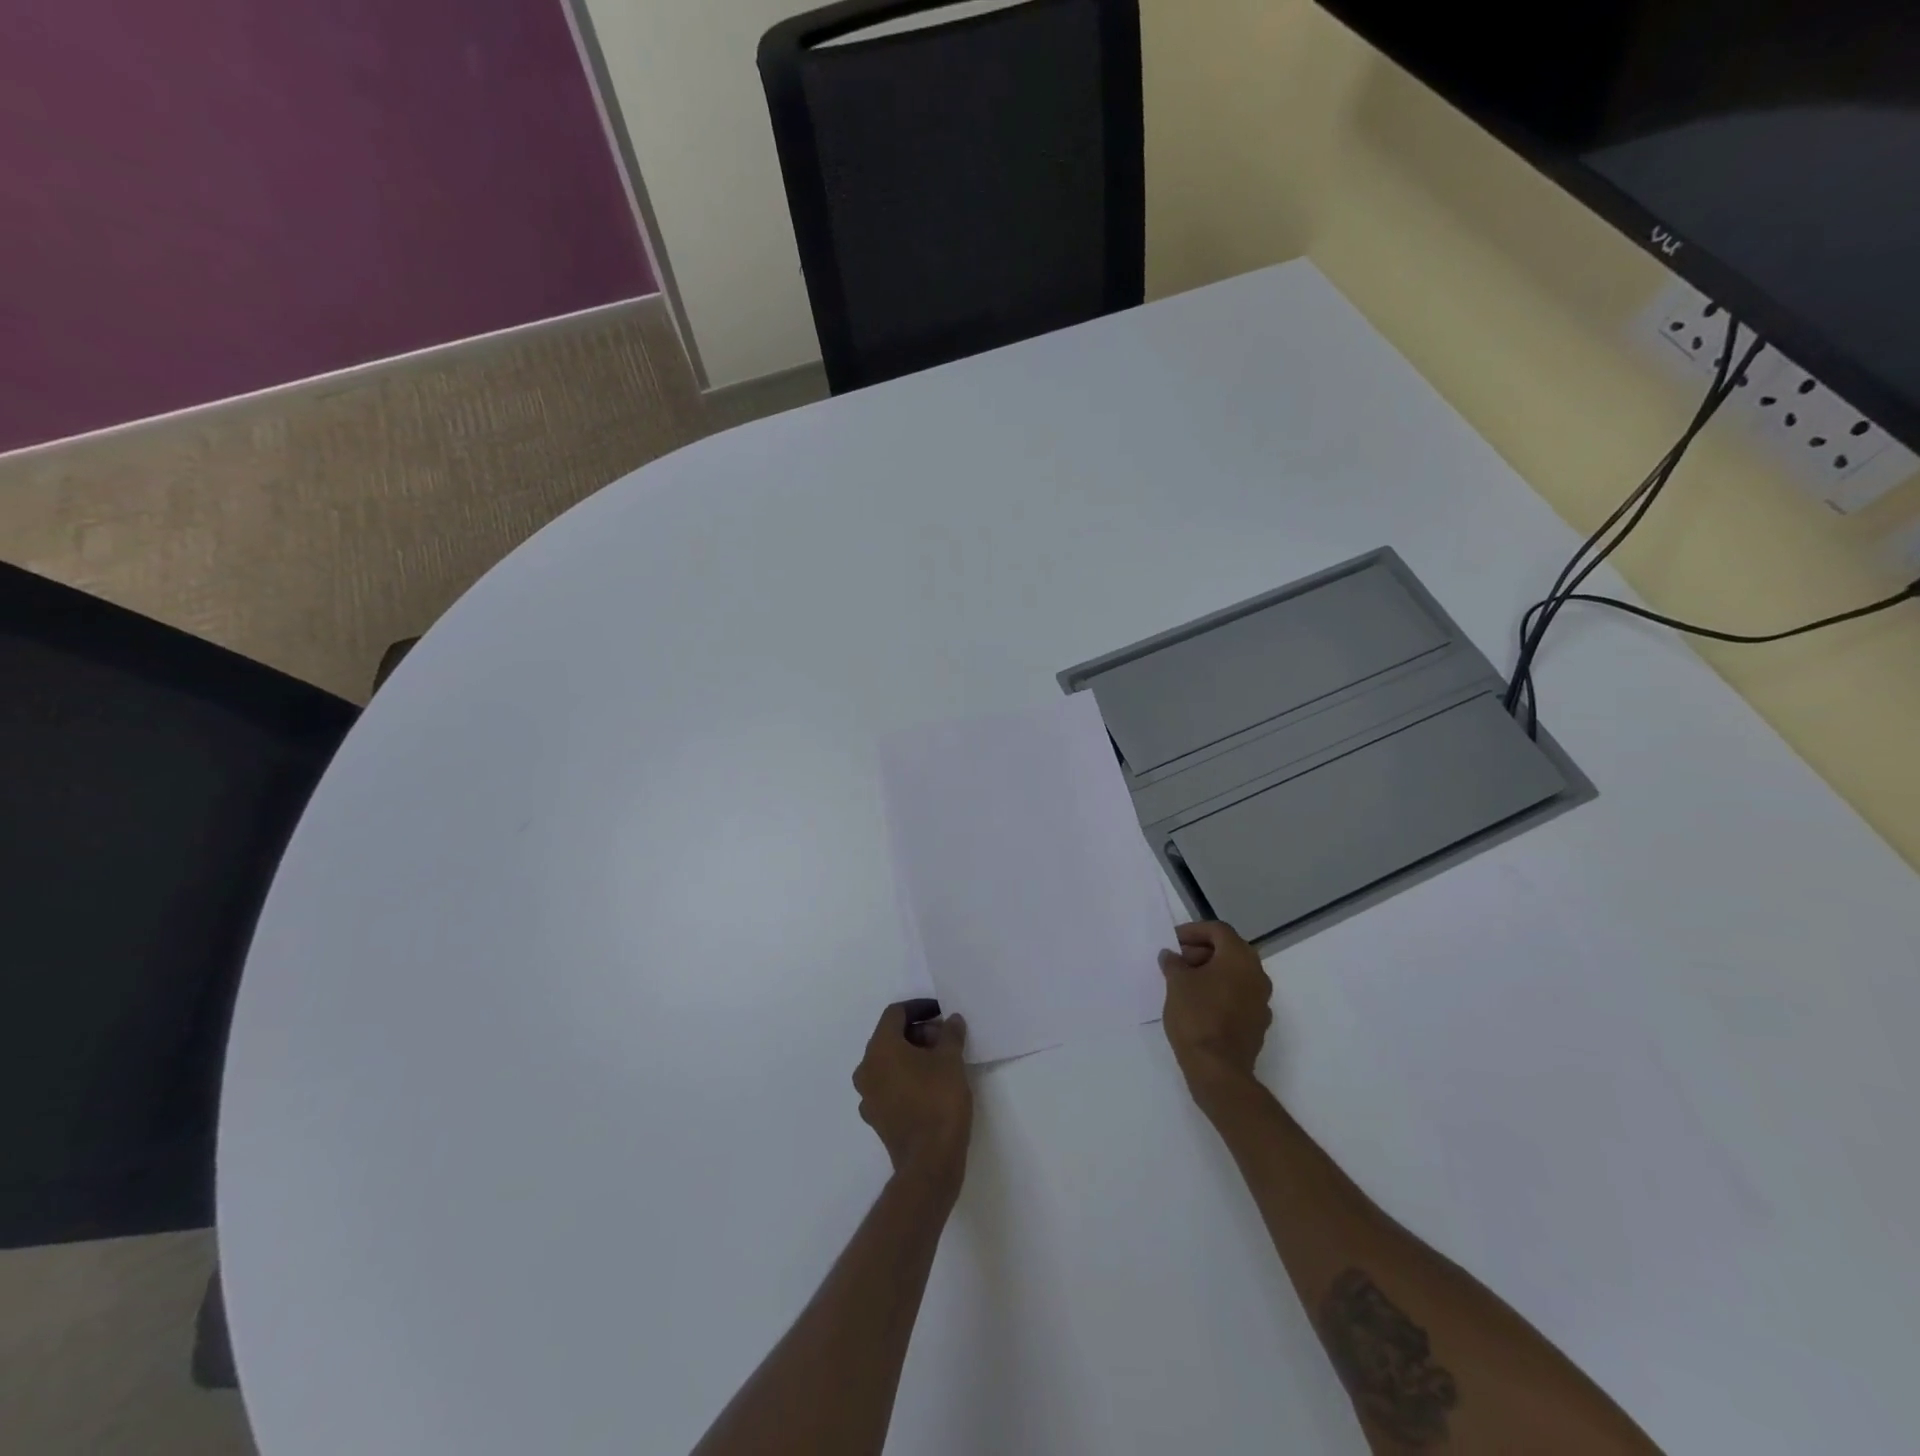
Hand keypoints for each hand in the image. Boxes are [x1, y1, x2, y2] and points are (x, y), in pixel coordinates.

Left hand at [853, 1001, 971, 1196]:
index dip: (919, 1008)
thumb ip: (950, 1034)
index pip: (895, 1014)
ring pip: (889, 1062)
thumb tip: (952, 1020)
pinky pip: (889, 1085)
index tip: (941, 1013)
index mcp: (880, 1049)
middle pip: (890, 1037)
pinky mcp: (877, 1118)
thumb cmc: (939, 1101)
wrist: (929, 1163)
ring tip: (942, 1061)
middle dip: (918, 1033)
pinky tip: (930, 1086)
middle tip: (946, 1039)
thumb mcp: (951, 1060)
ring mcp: (868, 1096)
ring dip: (913, 1055)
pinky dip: (907, 1078)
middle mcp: (866, 1069)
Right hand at [1159, 921, 1273, 1103]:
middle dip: (1202, 951)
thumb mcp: (1176, 983)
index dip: (1193, 931)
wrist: (1218, 1070)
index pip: (1218, 930)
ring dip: (1211, 972)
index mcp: (1239, 958)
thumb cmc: (1196, 1016)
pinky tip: (1198, 1004)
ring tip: (1184, 982)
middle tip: (1177, 961)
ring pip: (1235, 974)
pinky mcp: (1258, 1023)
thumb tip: (1171, 956)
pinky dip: (1219, 992)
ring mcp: (1261, 1001)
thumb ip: (1173, 963)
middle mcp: (1257, 975)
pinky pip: (1238, 996)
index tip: (1173, 941)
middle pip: (1229, 951)